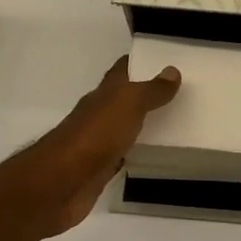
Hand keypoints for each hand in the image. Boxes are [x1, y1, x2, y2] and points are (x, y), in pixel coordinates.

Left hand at [6, 56, 180, 238]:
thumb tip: (172, 71)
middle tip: (178, 93)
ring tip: (174, 123)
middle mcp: (98, 114)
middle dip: (146, 94)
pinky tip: (153, 155)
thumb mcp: (127, 104)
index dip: (140, 62)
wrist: (62, 182)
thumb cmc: (95, 135)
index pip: (122, 70)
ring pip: (124, 128)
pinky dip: (136, 152)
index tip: (164, 59)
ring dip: (142, 124)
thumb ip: (150, 90)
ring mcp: (97, 143)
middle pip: (124, 99)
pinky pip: (122, 155)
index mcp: (103, 94)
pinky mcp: (99, 170)